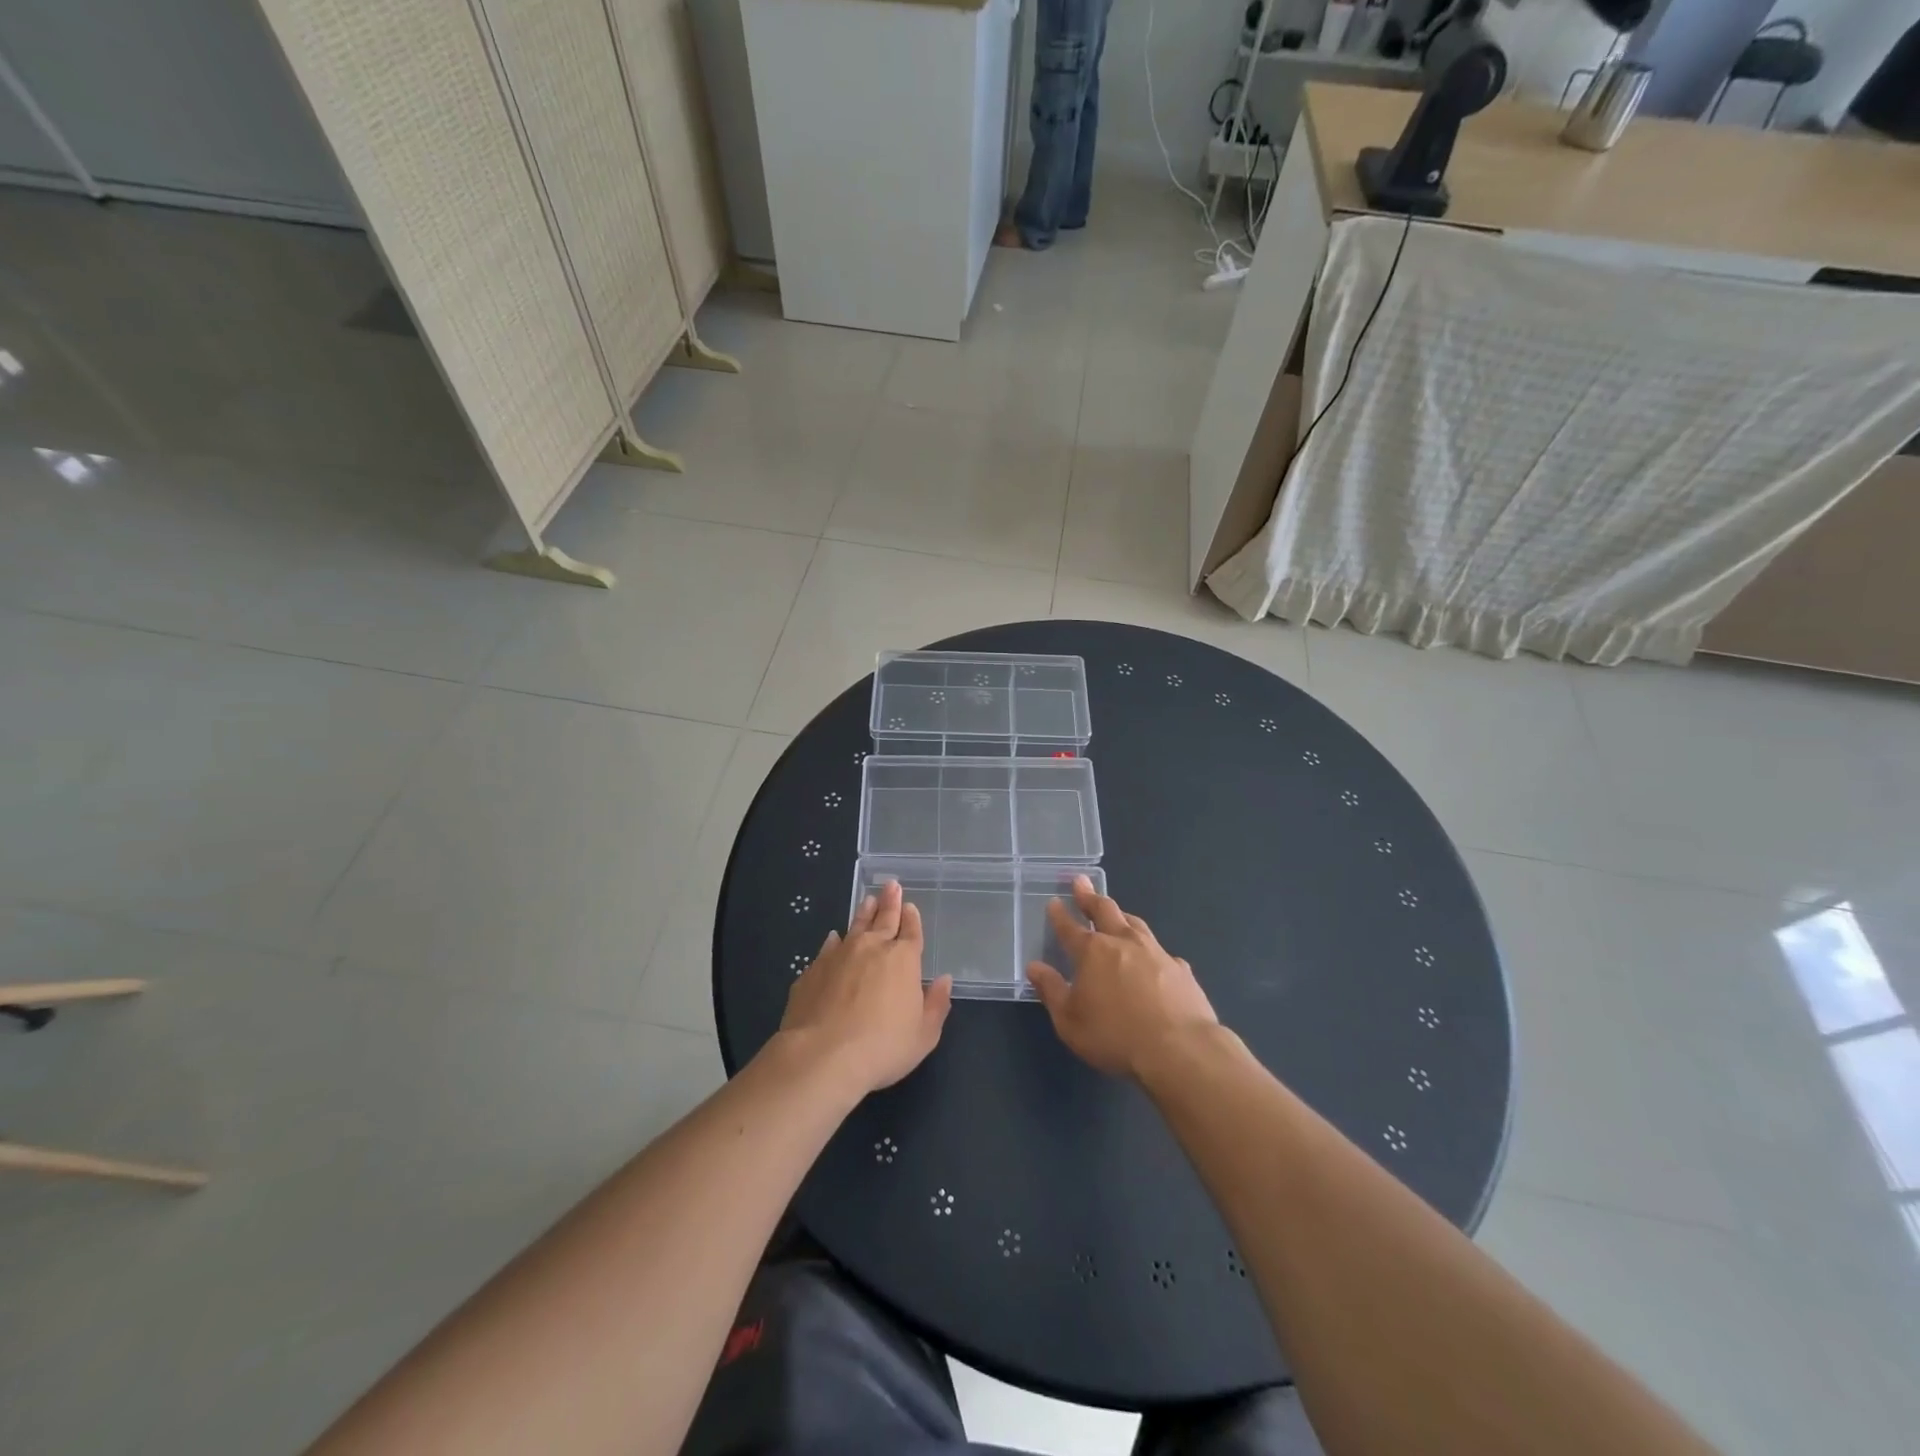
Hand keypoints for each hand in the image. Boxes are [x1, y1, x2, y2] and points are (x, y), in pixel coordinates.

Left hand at [780, 880, 952, 1095]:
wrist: (822, 1055)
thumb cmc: (882, 1047)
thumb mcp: (923, 1035)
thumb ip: (936, 1005)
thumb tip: (944, 980)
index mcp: (903, 960)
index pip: (911, 932)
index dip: (912, 918)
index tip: (910, 906)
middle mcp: (872, 948)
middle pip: (884, 919)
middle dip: (889, 902)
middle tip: (891, 885)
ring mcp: (839, 955)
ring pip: (855, 926)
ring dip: (863, 912)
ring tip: (868, 900)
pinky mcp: (813, 970)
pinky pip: (828, 947)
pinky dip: (834, 940)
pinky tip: (834, 937)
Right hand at [1025, 875, 1217, 1078]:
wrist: (1180, 1048)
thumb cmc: (1115, 1036)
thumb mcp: (1069, 1020)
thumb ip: (1051, 990)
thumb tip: (1034, 966)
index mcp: (1092, 952)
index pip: (1070, 927)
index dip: (1060, 914)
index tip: (1054, 900)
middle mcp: (1123, 942)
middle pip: (1104, 910)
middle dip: (1090, 896)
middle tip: (1082, 882)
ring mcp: (1156, 952)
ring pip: (1135, 923)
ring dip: (1122, 915)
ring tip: (1117, 911)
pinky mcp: (1180, 969)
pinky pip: (1161, 951)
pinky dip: (1151, 949)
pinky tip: (1154, 957)